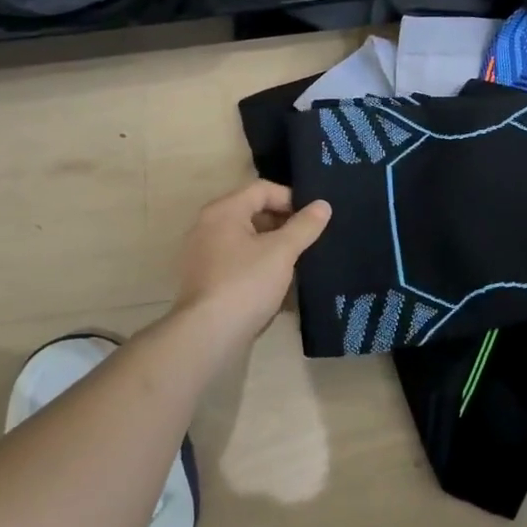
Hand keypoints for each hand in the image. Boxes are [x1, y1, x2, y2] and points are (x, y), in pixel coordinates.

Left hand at [171, 180, 331, 354]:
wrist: (208, 336)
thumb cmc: (246, 283)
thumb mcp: (282, 251)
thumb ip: (304, 226)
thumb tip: (323, 205)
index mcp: (223, 211)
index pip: (262, 189)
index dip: (292, 198)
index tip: (314, 218)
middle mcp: (208, 227)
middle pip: (253, 212)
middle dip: (283, 223)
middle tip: (310, 238)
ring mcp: (203, 256)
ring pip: (246, 240)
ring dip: (273, 247)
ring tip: (299, 261)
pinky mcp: (206, 281)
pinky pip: (238, 263)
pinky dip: (259, 266)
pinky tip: (279, 284)